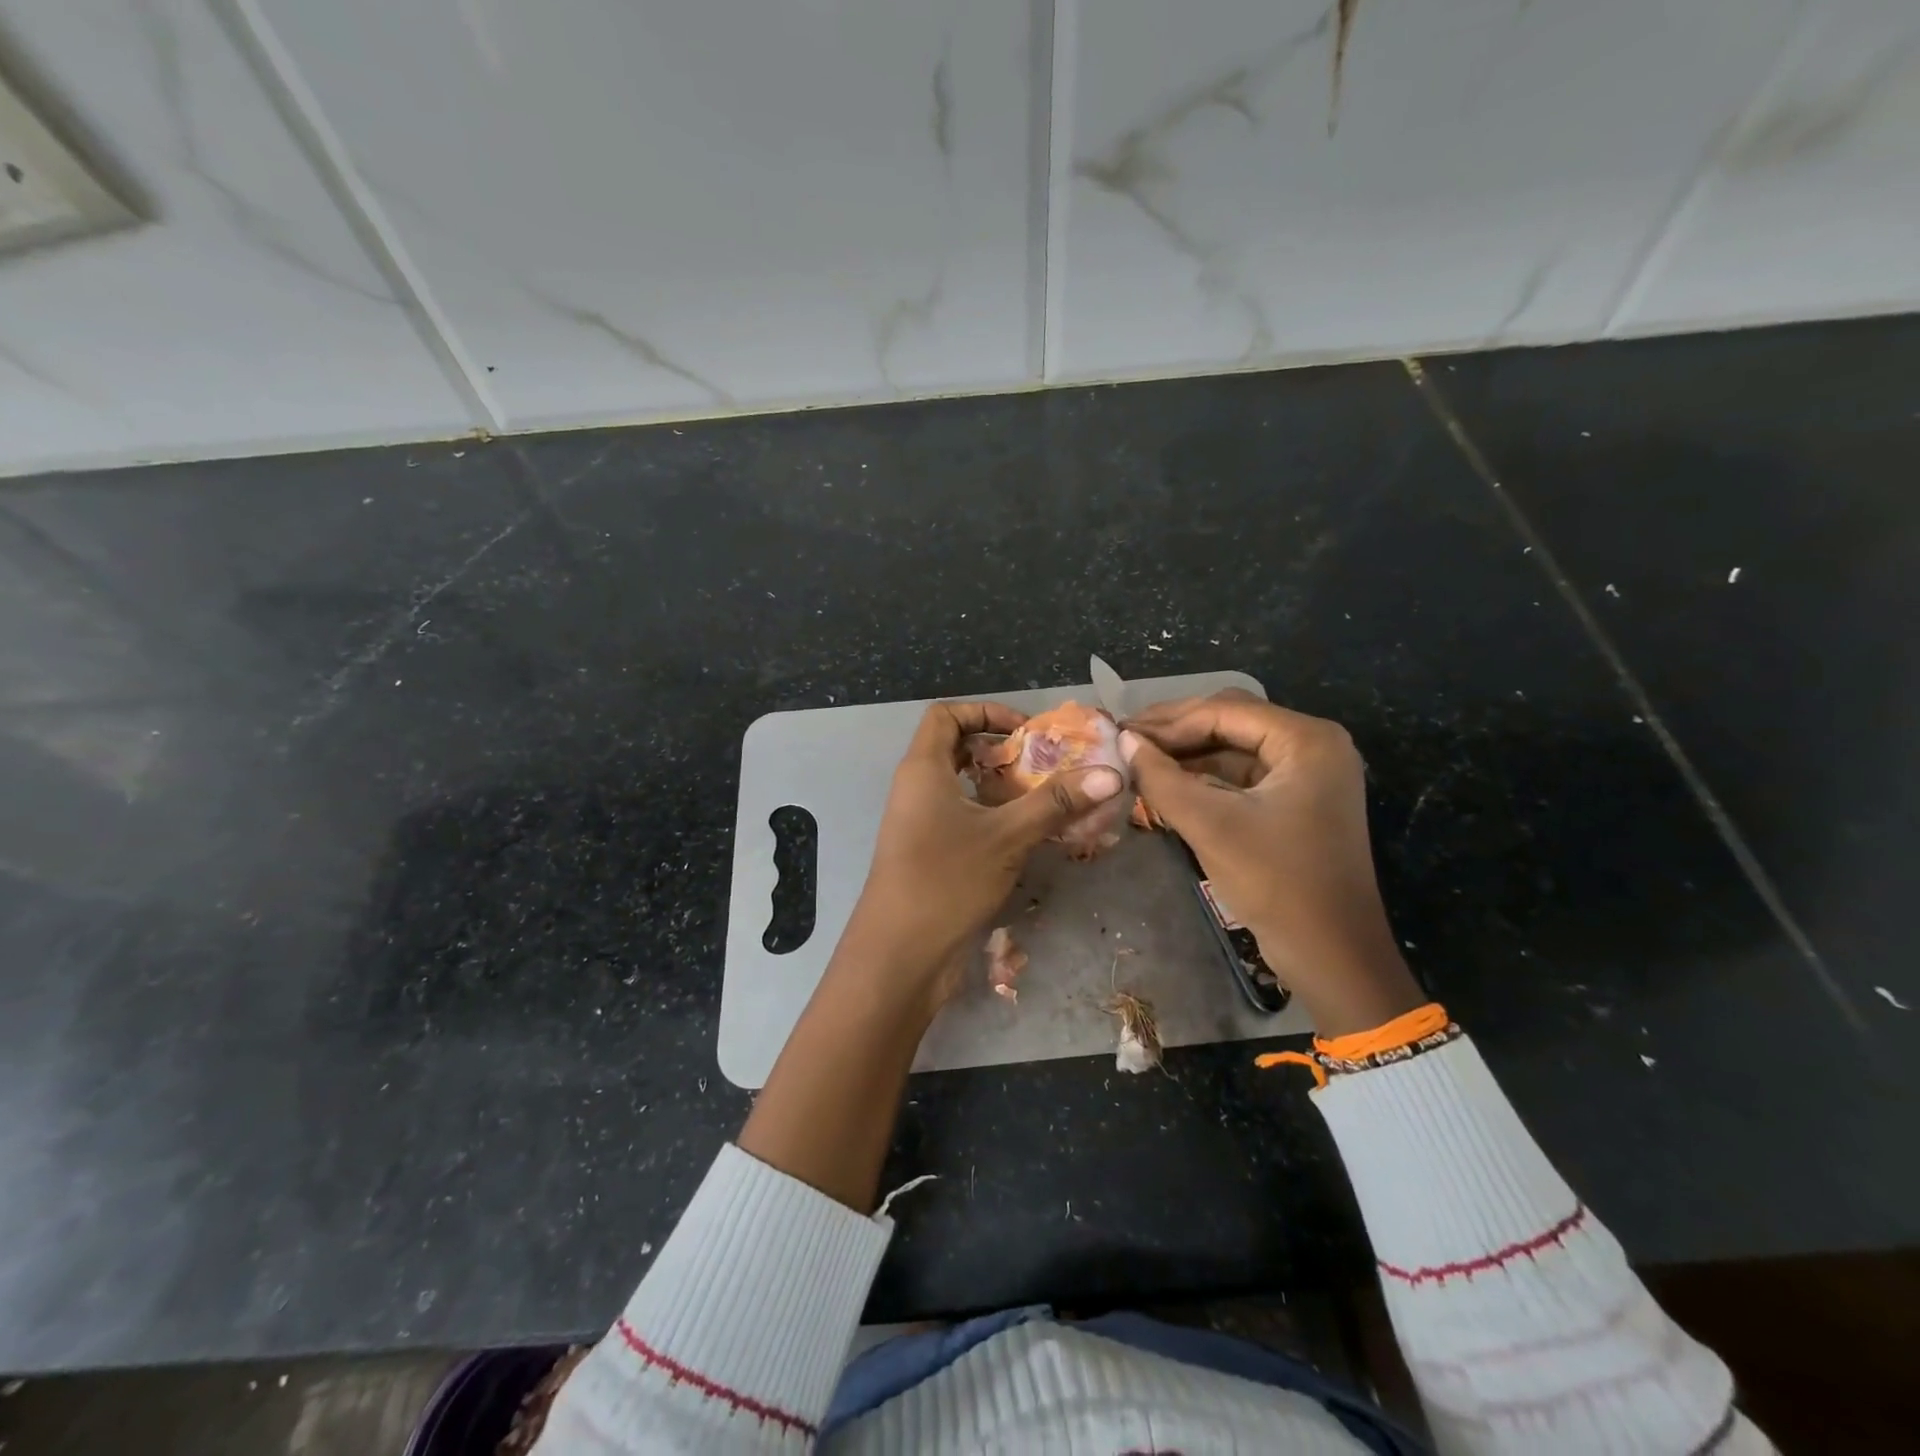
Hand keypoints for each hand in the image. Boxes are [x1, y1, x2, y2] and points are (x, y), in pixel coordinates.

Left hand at [839, 701, 1124, 1015]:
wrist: (900, 956)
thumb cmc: (946, 880)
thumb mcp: (1007, 836)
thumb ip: (1056, 803)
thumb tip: (1111, 774)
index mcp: (923, 769)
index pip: (946, 715)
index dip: (985, 711)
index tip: (1025, 731)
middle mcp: (917, 788)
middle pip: (956, 748)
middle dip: (1001, 750)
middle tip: (1043, 764)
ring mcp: (920, 823)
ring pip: (962, 787)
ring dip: (1002, 787)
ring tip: (1045, 798)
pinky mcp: (929, 853)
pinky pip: (963, 818)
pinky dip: (994, 816)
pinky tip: (1028, 835)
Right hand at [1123, 691, 1422, 1037]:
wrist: (1332, 956)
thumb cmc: (1276, 882)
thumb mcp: (1211, 825)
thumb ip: (1162, 778)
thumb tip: (1124, 742)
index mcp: (1306, 740)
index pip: (1225, 710)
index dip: (1168, 721)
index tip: (1121, 732)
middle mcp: (1313, 746)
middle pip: (1231, 721)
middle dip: (1177, 730)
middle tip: (1126, 739)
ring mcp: (1307, 775)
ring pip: (1234, 748)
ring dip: (1188, 754)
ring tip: (1138, 759)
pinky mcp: (1296, 802)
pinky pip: (1242, 776)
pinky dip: (1205, 777)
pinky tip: (1167, 783)